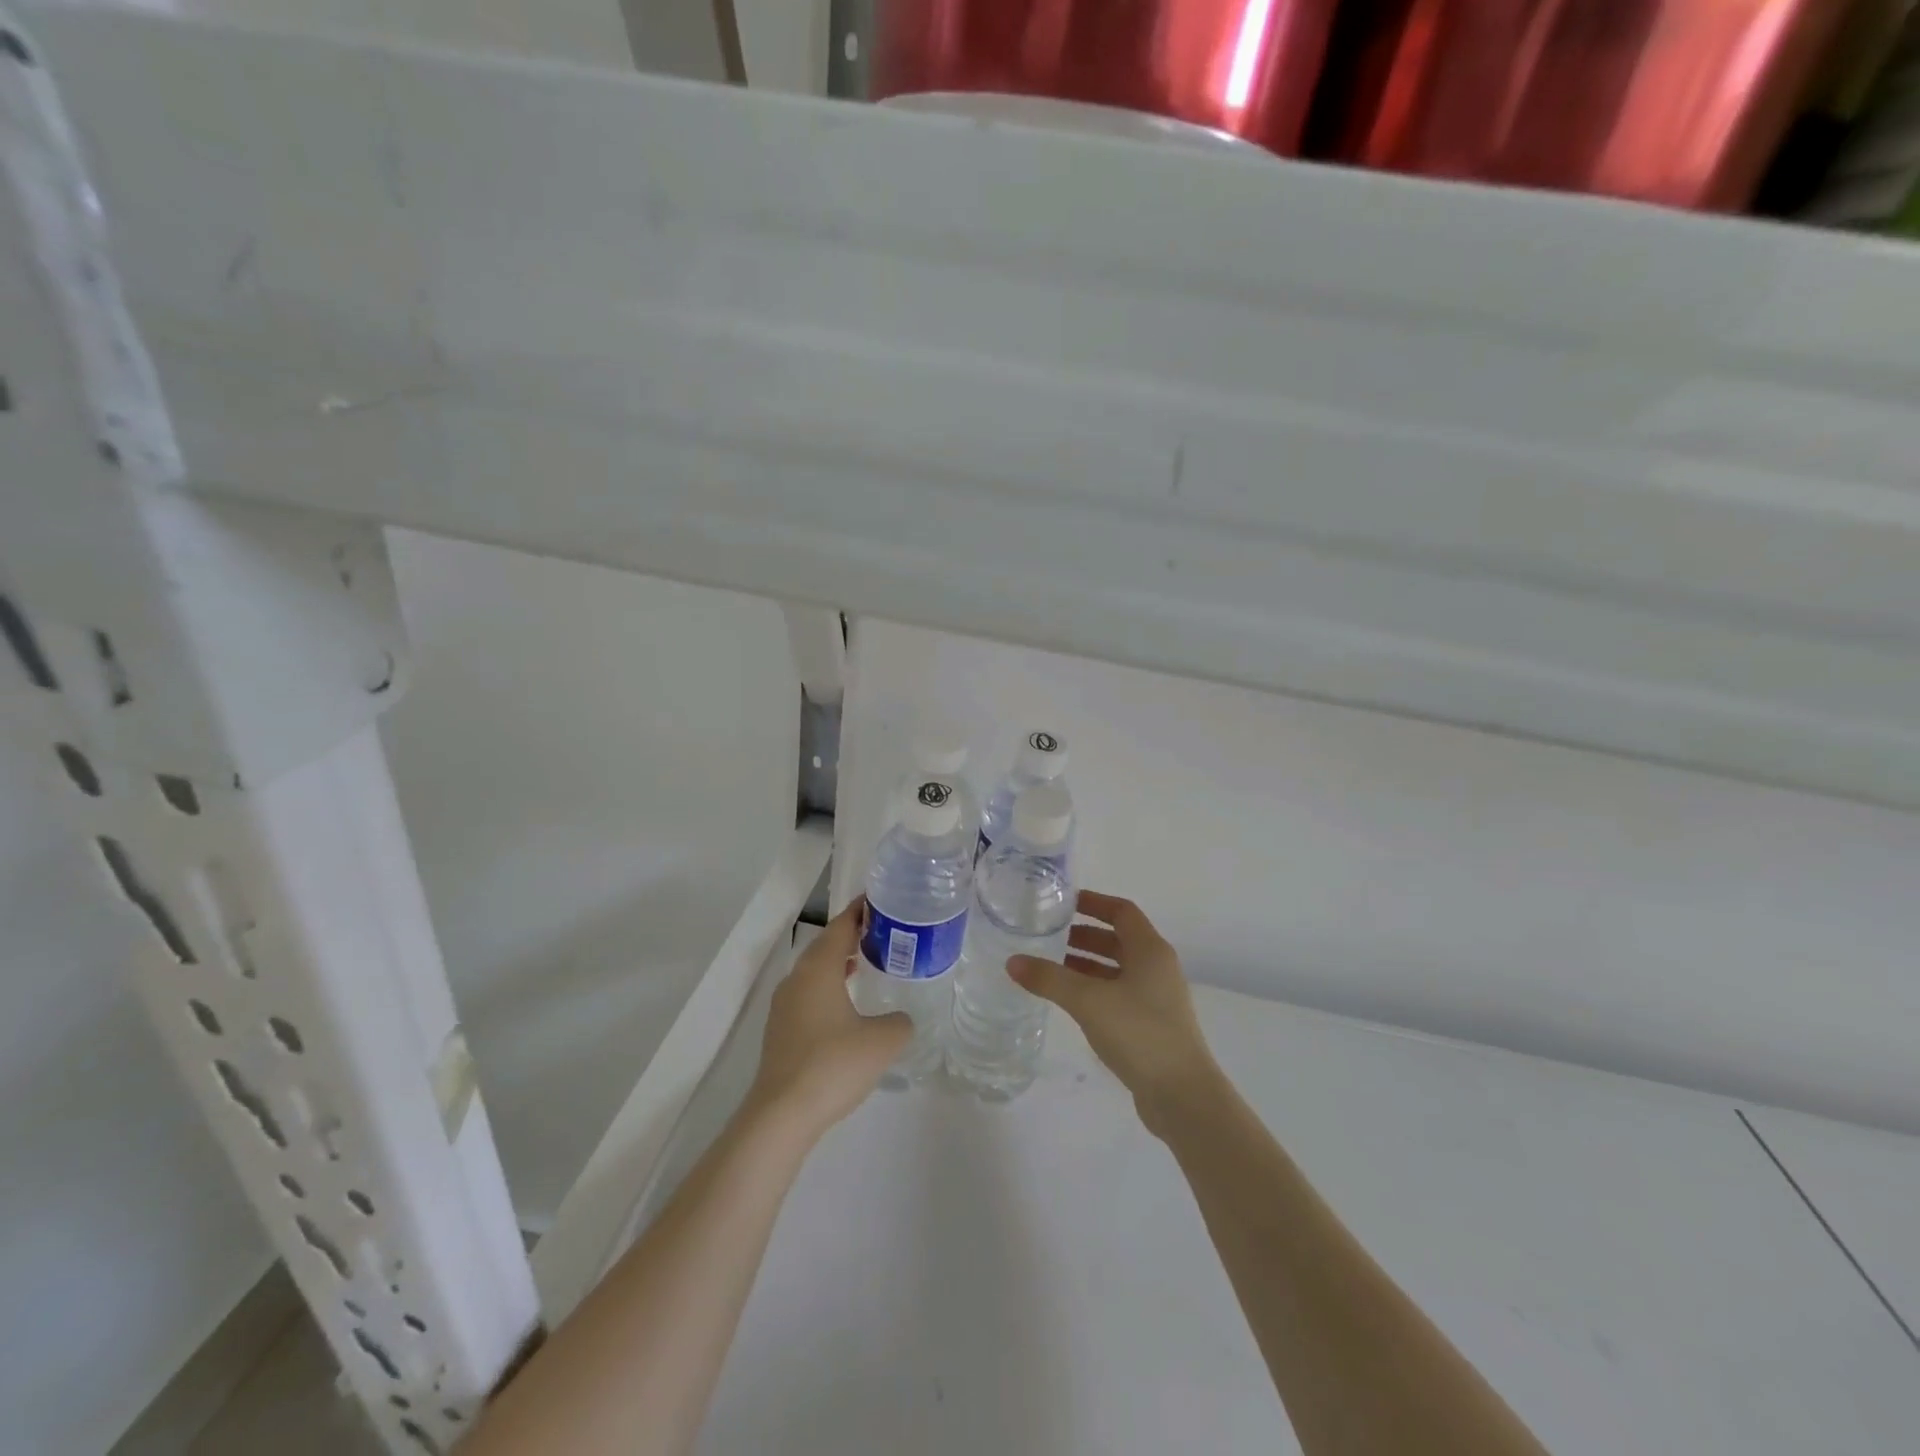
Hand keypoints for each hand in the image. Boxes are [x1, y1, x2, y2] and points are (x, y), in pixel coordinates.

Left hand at [748, 898, 911, 1138]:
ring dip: (838, 963)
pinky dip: (828, 988)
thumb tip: (900, 1020)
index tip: (880, 901)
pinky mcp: (780, 1031)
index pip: (841, 926)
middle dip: (851, 936)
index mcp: (819, 969)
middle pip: (825, 946)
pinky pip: (808, 995)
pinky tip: (845, 1007)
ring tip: (865, 963)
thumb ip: (900, 1022)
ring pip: (814, 972)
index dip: (860, 911)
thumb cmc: (834, 1065)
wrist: (782, 1114)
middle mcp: (797, 979)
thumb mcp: (883, 1040)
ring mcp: (784, 1006)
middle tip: (881, 933)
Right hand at [1010, 890, 1219, 1134]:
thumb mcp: (1088, 1000)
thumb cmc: (1139, 1033)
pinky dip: (1095, 989)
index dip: (1094, 903)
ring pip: (1118, 969)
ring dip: (1088, 964)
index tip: (1064, 903)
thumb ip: (1049, 979)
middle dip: (1084, 935)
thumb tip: (1012, 962)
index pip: (1122, 911)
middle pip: (1119, 939)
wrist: (1183, 1095)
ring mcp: (1157, 998)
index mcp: (1150, 950)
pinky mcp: (1152, 1025)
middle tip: (1049, 936)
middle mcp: (1157, 968)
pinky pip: (1119, 994)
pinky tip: (1071, 1002)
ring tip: (1052, 967)